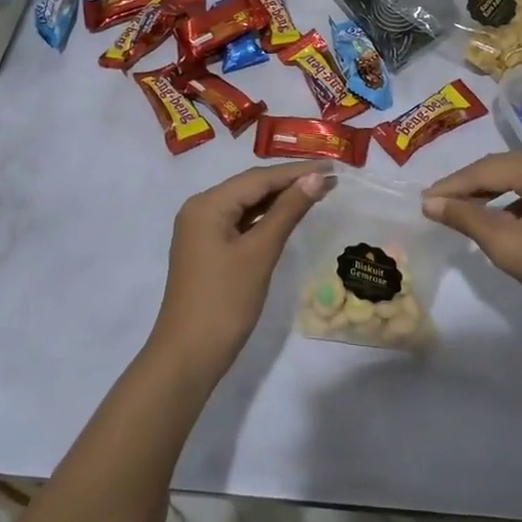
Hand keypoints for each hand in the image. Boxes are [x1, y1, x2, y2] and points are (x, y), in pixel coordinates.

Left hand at [149, 163, 334, 376]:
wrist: (188, 356)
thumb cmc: (225, 301)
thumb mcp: (260, 253)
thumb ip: (288, 211)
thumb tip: (316, 178)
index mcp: (207, 204)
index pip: (259, 178)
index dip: (297, 171)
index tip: (332, 166)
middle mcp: (200, 208)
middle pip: (251, 186)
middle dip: (289, 181)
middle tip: (330, 177)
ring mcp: (201, 229)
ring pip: (246, 204)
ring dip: (279, 198)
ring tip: (317, 191)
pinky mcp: (207, 248)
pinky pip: (240, 222)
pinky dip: (265, 218)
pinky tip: (288, 215)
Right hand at [423, 151, 521, 327]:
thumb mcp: (508, 246)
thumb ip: (466, 218)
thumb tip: (430, 203)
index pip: (486, 170)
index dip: (452, 186)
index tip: (423, 201)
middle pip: (503, 169)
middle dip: (469, 188)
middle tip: (436, 205)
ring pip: (519, 179)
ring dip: (490, 195)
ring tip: (460, 212)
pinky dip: (513, 202)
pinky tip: (498, 219)